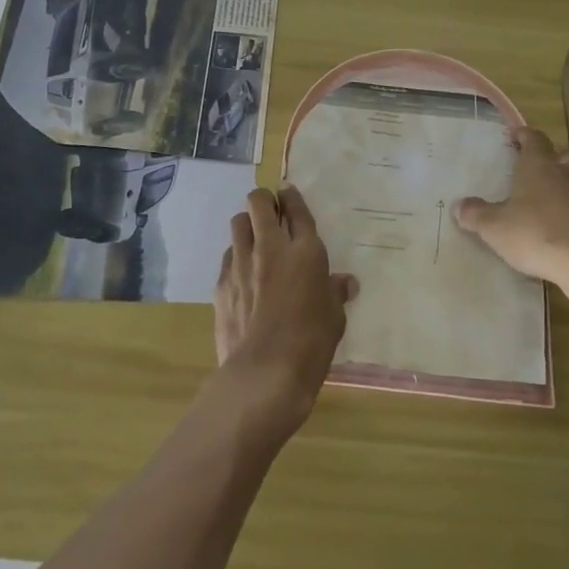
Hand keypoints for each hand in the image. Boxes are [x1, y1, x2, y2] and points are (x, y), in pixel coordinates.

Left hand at [213, 187, 356, 438]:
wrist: (264, 373)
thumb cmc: (310, 343)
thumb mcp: (334, 318)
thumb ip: (336, 293)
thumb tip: (346, 282)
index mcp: (305, 250)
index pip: (296, 209)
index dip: (292, 198)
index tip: (288, 195)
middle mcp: (270, 247)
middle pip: (259, 202)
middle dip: (264, 201)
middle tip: (271, 213)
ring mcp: (241, 262)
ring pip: (238, 223)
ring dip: (247, 226)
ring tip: (254, 242)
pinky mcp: (221, 282)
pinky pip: (228, 255)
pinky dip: (236, 257)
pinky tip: (243, 276)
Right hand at [454, 127, 568, 289]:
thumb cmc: (534, 232)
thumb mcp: (493, 226)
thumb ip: (476, 214)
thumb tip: (459, 206)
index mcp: (539, 166)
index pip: (535, 139)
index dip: (525, 135)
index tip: (517, 136)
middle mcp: (567, 176)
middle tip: (554, 164)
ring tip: (567, 197)